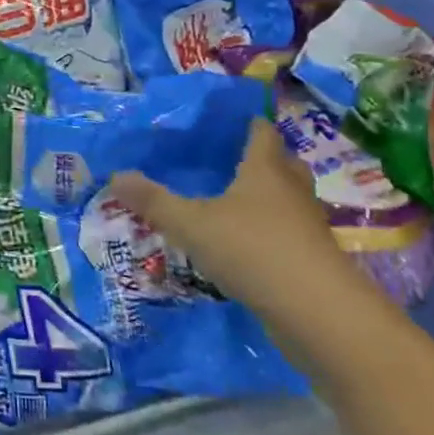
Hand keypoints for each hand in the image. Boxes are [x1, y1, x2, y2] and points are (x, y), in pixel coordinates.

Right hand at [110, 116, 372, 323]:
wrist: (319, 314)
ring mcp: (307, 227)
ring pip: (289, 200)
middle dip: (262, 158)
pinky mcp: (312, 260)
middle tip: (229, 158)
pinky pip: (289, 234)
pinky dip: (270, 232)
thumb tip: (115, 175)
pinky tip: (245, 244)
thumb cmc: (253, 251)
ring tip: (235, 200)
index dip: (247, 123)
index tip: (228, 120)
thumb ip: (153, 201)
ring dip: (269, 197)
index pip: (261, 132)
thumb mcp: (190, 224)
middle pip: (282, 163)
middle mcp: (291, 191)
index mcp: (265, 170)